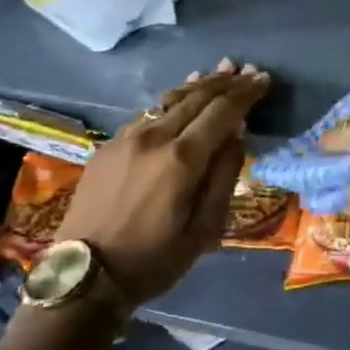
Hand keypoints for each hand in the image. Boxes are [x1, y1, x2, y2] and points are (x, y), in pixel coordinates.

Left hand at [57, 61, 269, 304]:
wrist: (84, 278)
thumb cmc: (154, 259)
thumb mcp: (205, 228)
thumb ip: (224, 176)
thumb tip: (236, 135)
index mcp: (182, 158)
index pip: (222, 110)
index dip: (246, 93)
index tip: (264, 80)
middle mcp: (154, 137)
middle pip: (197, 97)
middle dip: (227, 82)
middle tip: (249, 71)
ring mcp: (127, 138)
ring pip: (170, 99)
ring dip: (200, 84)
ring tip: (221, 70)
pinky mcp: (109, 146)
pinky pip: (148, 113)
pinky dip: (172, 100)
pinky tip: (181, 95)